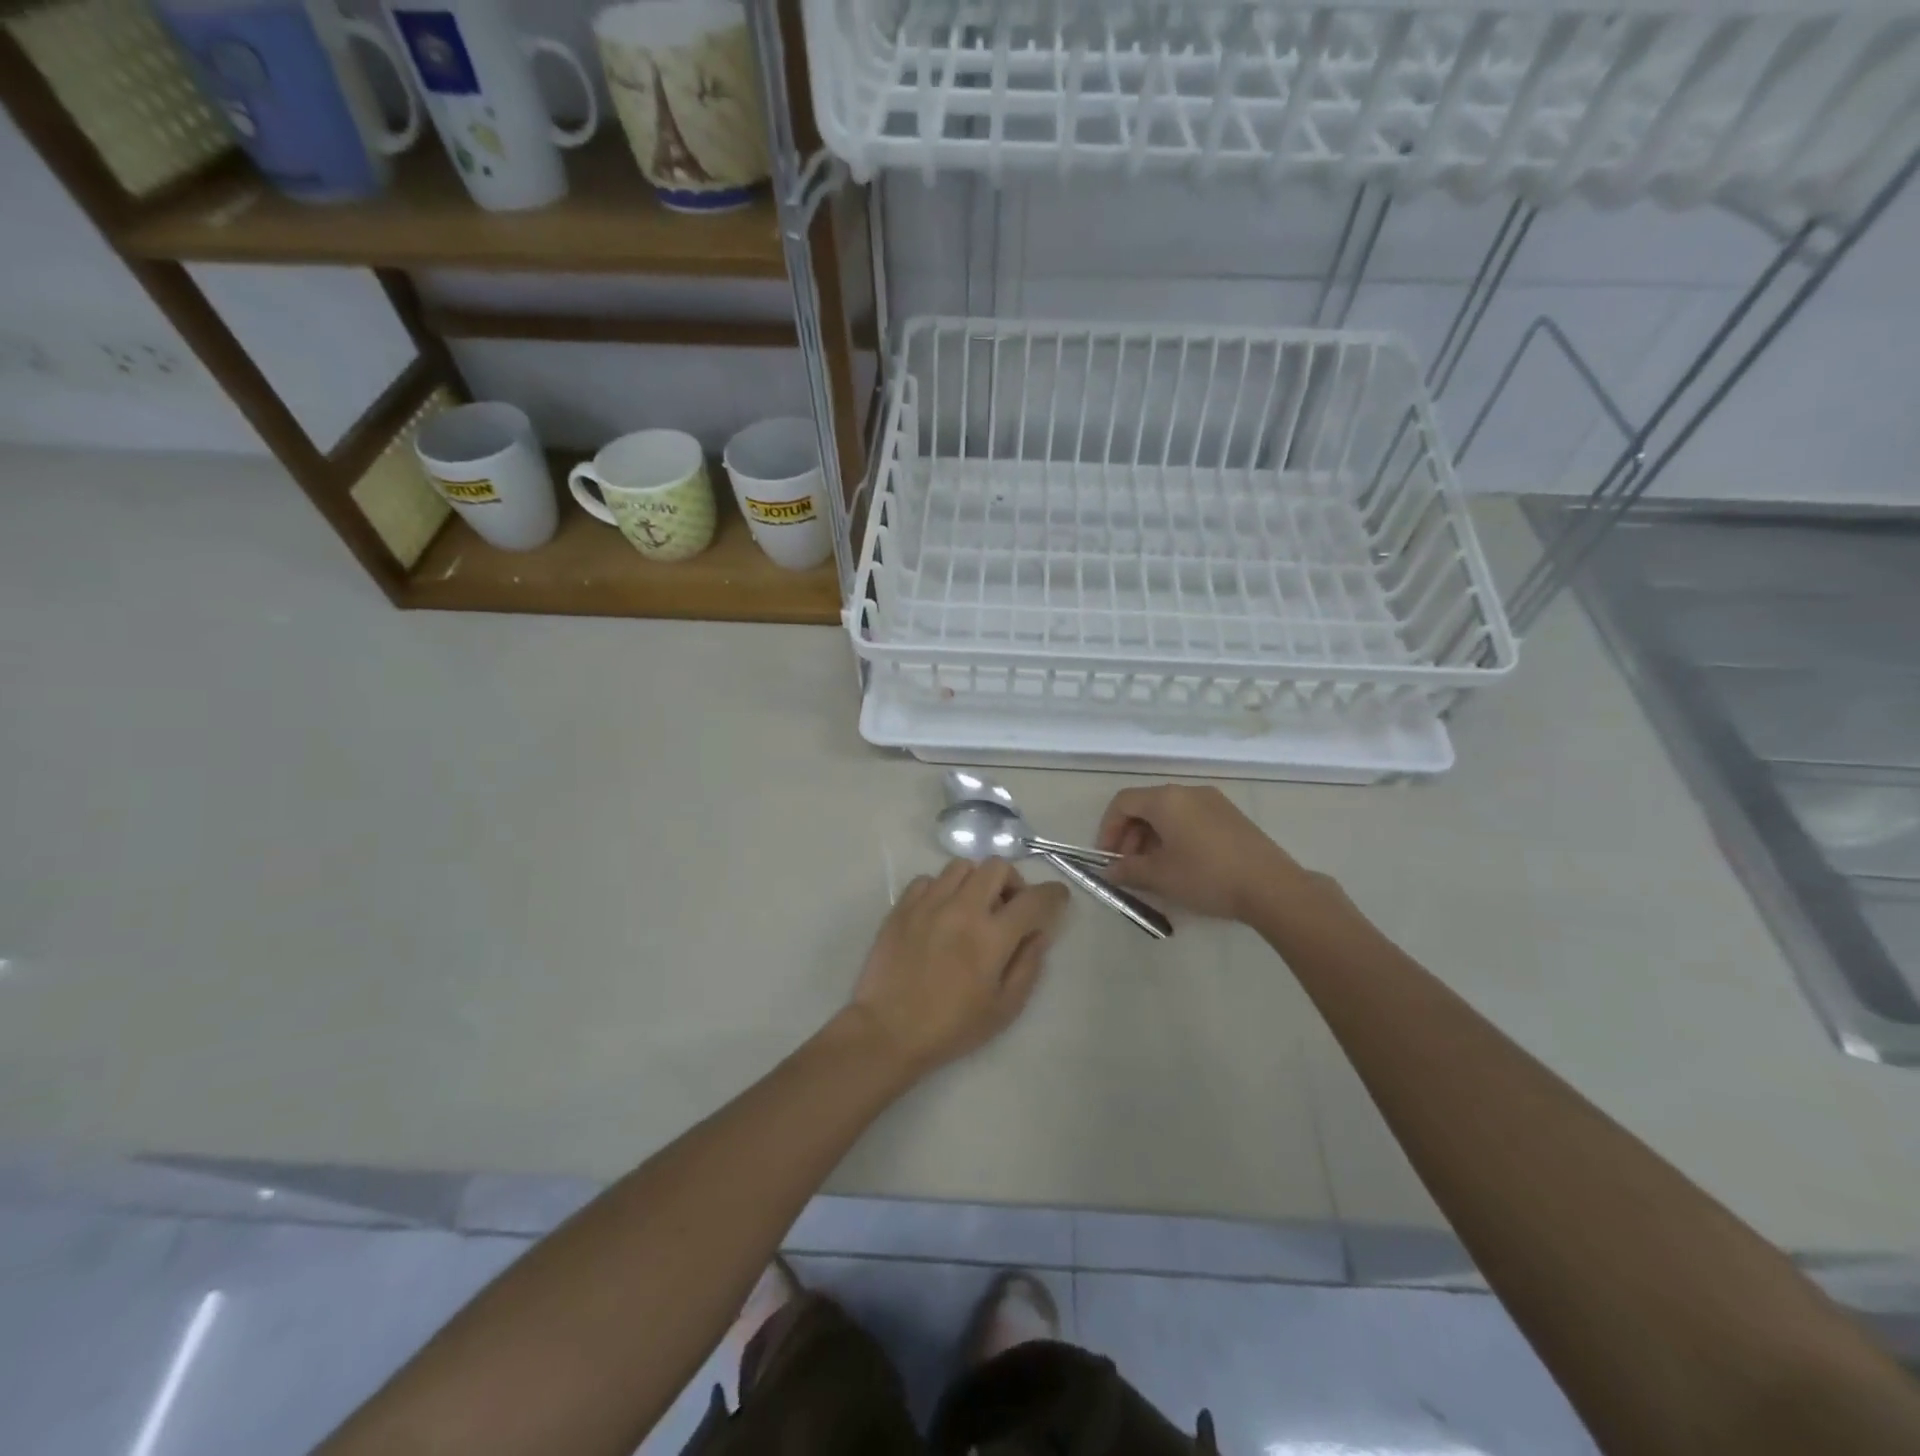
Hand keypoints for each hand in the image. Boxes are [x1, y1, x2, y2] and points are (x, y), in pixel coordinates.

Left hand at [848, 860, 1070, 1076]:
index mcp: (992, 936)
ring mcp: (928, 903)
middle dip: (1012, 882)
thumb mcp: (1004, 1008)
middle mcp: (962, 908)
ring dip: (976, 882)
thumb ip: (1028, 965)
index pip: (1034, 899)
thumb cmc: (952, 1027)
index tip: (1057, 898)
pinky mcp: (902, 907)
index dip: (1053, 894)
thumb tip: (1040, 933)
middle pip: (997, 867)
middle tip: (1008, 908)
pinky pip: (928, 880)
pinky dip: (942, 889)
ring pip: (962, 866)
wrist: (888, 1031)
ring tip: (972, 907)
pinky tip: (940, 913)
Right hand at [1097, 784, 1324, 922]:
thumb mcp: (1160, 877)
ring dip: (1152, 838)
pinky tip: (1181, 865)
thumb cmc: (1206, 876)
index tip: (1107, 858)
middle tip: (1128, 867)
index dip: (1108, 829)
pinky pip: (1191, 818)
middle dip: (1129, 836)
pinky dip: (1175, 836)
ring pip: (1169, 813)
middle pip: (1145, 806)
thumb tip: (1109, 871)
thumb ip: (1128, 870)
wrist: (1272, 887)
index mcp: (1166, 799)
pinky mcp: (1231, 816)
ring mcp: (1213, 801)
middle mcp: (1188, 791)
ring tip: (1153, 870)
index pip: (1123, 803)